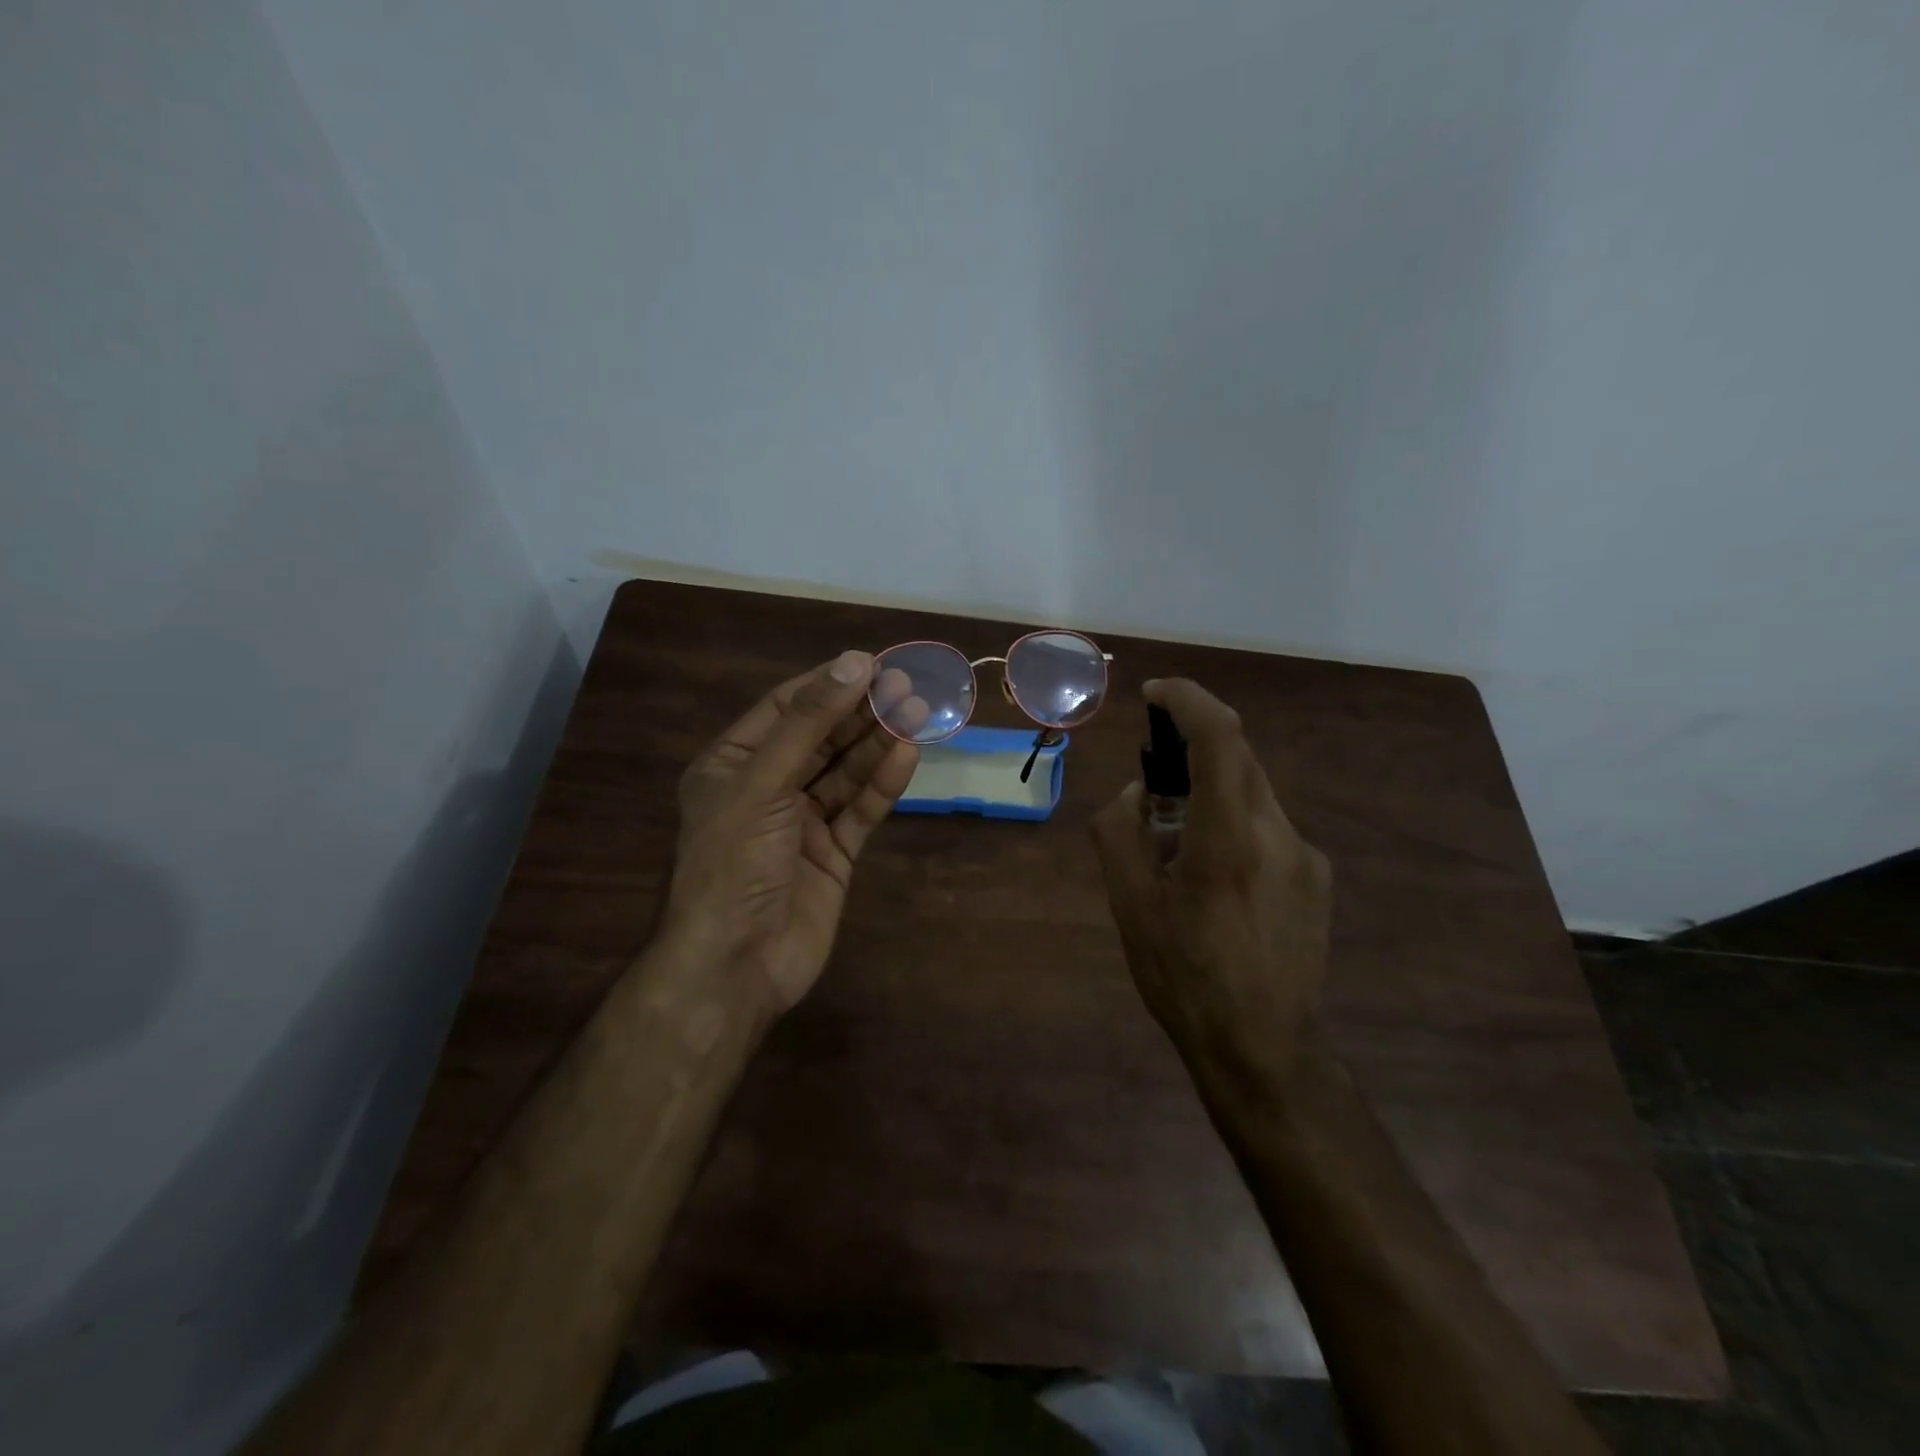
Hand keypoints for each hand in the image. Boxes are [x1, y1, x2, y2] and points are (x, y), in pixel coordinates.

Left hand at [664, 651, 920, 1015]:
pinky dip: (883, 784)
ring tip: (919, 712)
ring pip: (846, 771)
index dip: (828, 684)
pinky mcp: (833, 853)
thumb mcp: (761, 784)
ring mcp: (803, 822)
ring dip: (878, 742)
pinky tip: (908, 755)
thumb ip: (808, 724)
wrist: (736, 965)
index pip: (785, 708)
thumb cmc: (733, 864)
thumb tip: (854, 663)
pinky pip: (860, 809)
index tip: (873, 663)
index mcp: (734, 764)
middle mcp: (768, 787)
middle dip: (861, 711)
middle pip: (822, 737)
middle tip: (907, 685)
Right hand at [1090, 678, 1331, 1085]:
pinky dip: (1233, 822)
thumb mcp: (1130, 907)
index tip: (1155, 694)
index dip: (1189, 701)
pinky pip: (1268, 826)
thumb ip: (1120, 833)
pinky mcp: (1318, 878)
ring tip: (1176, 844)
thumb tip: (1136, 793)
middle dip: (1192, 747)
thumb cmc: (1184, 978)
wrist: (1263, 1047)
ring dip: (1211, 791)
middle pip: (1239, 759)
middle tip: (1151, 778)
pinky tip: (1214, 878)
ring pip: (1253, 792)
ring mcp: (1306, 857)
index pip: (1221, 739)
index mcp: (1227, 841)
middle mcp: (1278, 835)